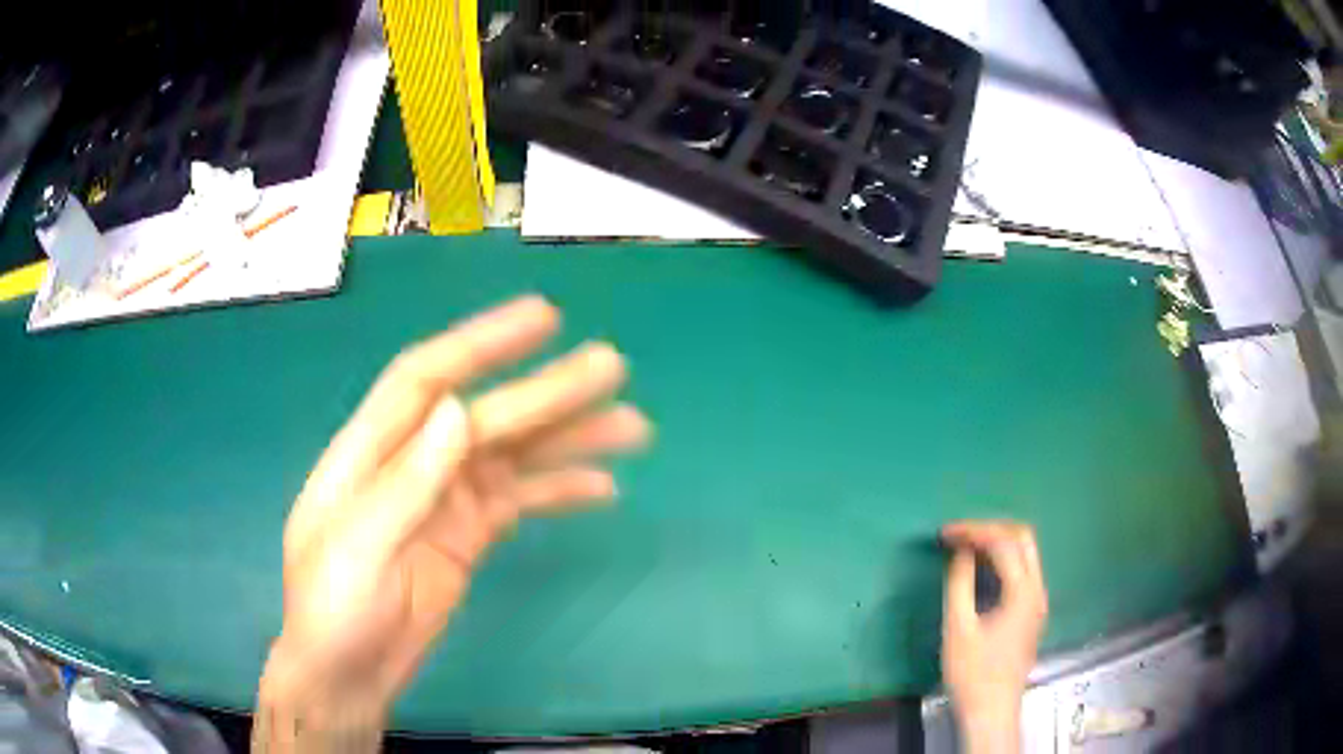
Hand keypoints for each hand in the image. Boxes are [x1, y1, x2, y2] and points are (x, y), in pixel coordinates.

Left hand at [257, 296, 650, 740]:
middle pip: (486, 414)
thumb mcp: (360, 547)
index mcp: (373, 450)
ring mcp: (445, 501)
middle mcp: (414, 463)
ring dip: (569, 439)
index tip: (543, 319)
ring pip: (514, 456)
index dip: (483, 342)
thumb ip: (407, 481)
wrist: (346, 672)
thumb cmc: (334, 608)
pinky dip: (559, 491)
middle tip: (613, 366)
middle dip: (549, 390)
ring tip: (631, 427)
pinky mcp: (468, 537)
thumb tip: (457, 409)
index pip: (427, 377)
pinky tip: (602, 487)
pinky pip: (520, 502)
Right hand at [940, 521, 1048, 752]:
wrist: (991, 710)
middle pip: (1023, 538)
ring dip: (998, 542)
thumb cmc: (973, 673)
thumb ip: (959, 584)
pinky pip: (1022, 571)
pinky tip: (982, 568)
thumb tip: (960, 552)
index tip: (945, 533)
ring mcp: (1038, 601)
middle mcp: (1037, 590)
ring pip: (1025, 553)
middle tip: (960, 534)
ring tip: (966, 546)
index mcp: (1023, 592)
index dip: (974, 531)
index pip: (1003, 543)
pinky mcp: (1032, 612)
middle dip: (991, 528)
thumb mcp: (958, 629)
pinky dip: (1003, 559)